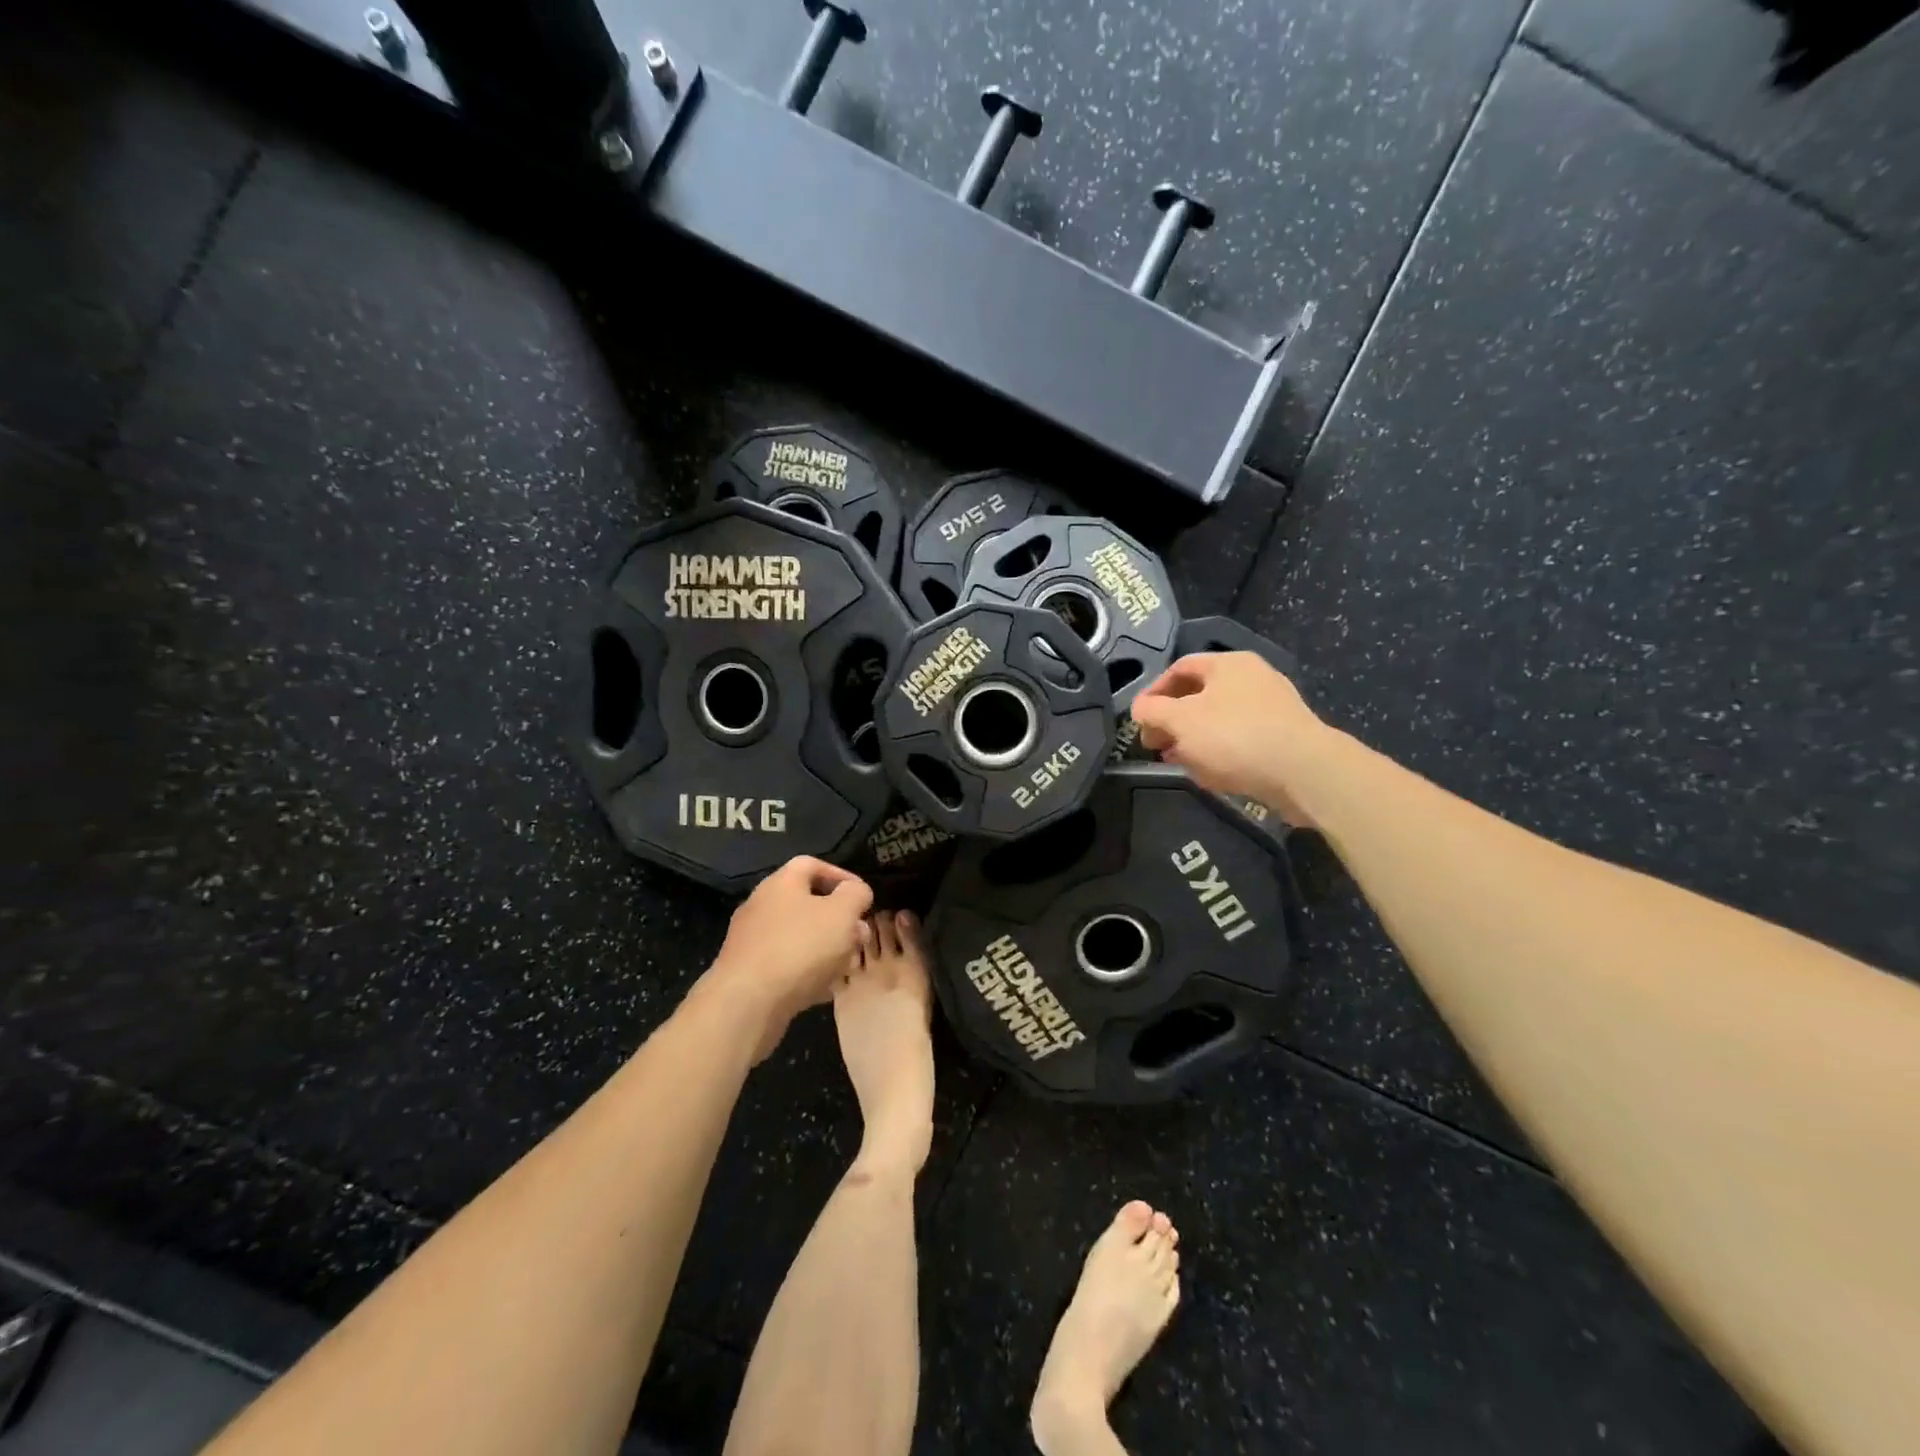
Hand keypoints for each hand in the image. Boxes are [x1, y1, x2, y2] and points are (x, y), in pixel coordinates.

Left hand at [704, 856, 874, 1060]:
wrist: (747, 1003)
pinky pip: (786, 965)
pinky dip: (808, 972)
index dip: (842, 876)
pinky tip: (825, 989)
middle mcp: (762, 906)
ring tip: (848, 965)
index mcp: (781, 883)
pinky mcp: (749, 973)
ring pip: (799, 937)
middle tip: (860, 937)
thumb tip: (856, 892)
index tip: (863, 897)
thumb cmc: (800, 947)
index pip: (812, 865)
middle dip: (839, 920)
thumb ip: (856, 895)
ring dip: (827, 948)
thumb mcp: (842, 913)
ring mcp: (752, 941)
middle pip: (807, 904)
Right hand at [1129, 652, 1332, 826]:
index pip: (1179, 668)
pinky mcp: (1284, 735)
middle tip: (1155, 745)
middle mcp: (1252, 677)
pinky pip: (1241, 738)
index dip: (1153, 692)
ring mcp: (1272, 706)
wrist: (1304, 771)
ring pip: (1219, 719)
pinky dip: (1219, 751)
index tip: (1139, 719)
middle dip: (1172, 721)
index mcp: (1227, 663)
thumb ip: (1152, 712)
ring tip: (1178, 763)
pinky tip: (1210, 774)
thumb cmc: (1234, 736)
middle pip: (1199, 694)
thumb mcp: (1180, 721)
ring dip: (1193, 739)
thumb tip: (1139, 709)